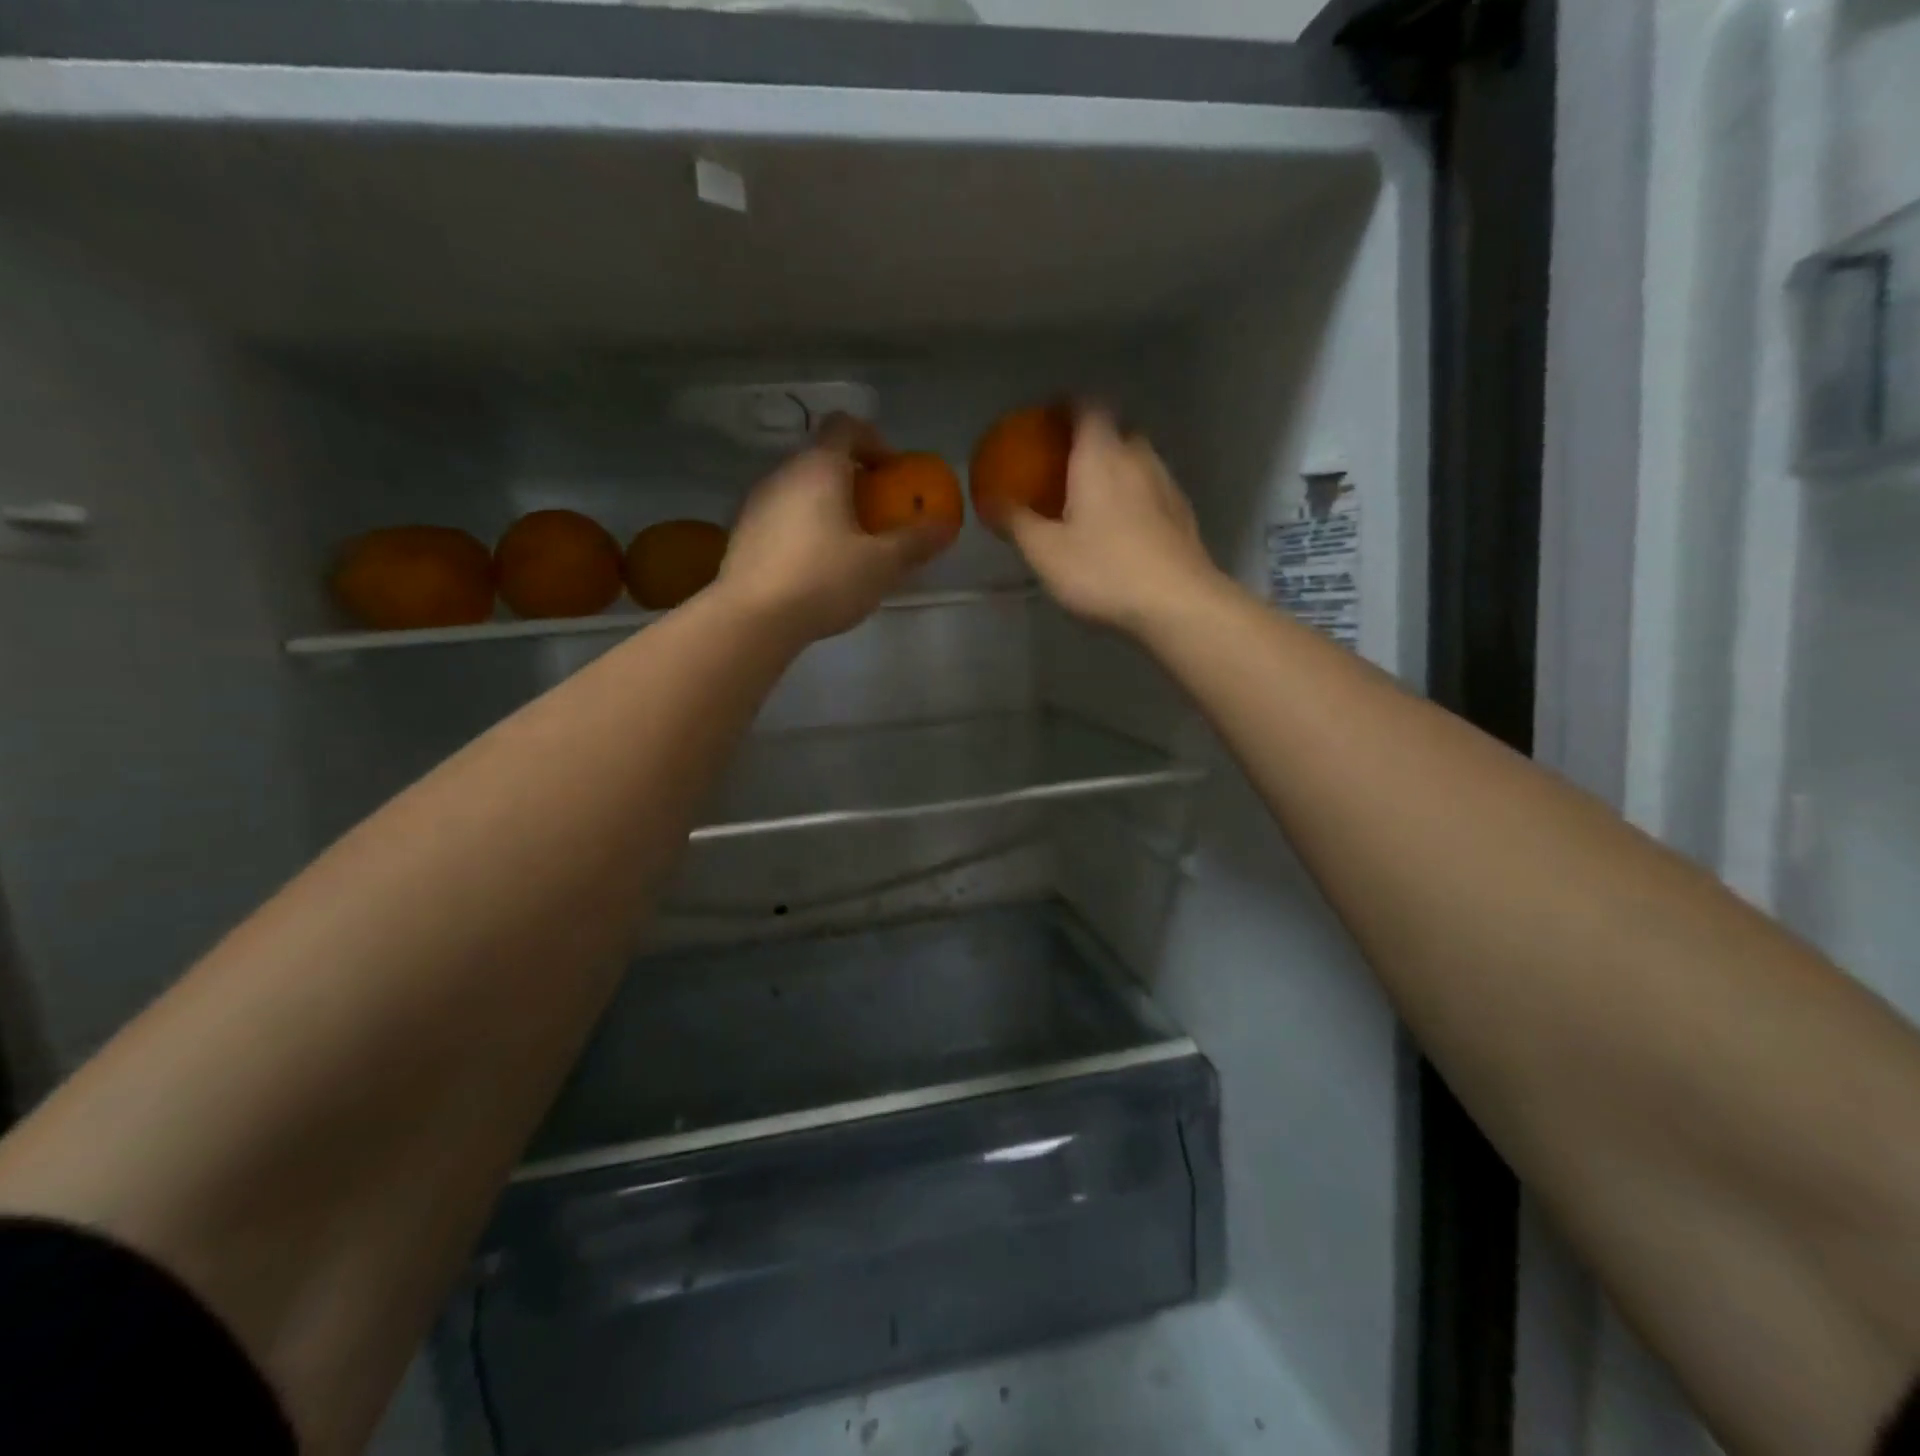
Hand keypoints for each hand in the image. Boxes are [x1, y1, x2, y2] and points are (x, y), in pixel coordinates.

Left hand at [715, 415, 955, 645]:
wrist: (751, 619)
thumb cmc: (824, 581)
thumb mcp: (881, 565)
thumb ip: (915, 541)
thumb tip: (945, 525)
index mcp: (819, 468)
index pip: (846, 426)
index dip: (874, 441)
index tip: (892, 474)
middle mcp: (782, 473)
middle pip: (821, 458)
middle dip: (853, 480)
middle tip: (876, 515)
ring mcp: (755, 503)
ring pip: (799, 489)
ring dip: (826, 505)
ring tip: (848, 545)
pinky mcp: (741, 534)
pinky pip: (780, 516)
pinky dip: (802, 528)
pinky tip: (815, 567)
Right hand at [1007, 408, 1222, 637]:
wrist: (1177, 604)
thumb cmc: (1103, 571)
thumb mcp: (1045, 552)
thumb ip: (1016, 521)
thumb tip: (990, 499)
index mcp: (1101, 455)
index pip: (1087, 406)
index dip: (1066, 405)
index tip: (1047, 419)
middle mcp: (1138, 458)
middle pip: (1116, 430)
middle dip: (1091, 439)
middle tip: (1066, 464)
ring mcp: (1167, 484)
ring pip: (1138, 460)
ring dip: (1116, 469)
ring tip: (1093, 498)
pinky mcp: (1183, 514)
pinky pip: (1153, 490)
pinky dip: (1135, 495)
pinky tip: (1123, 528)